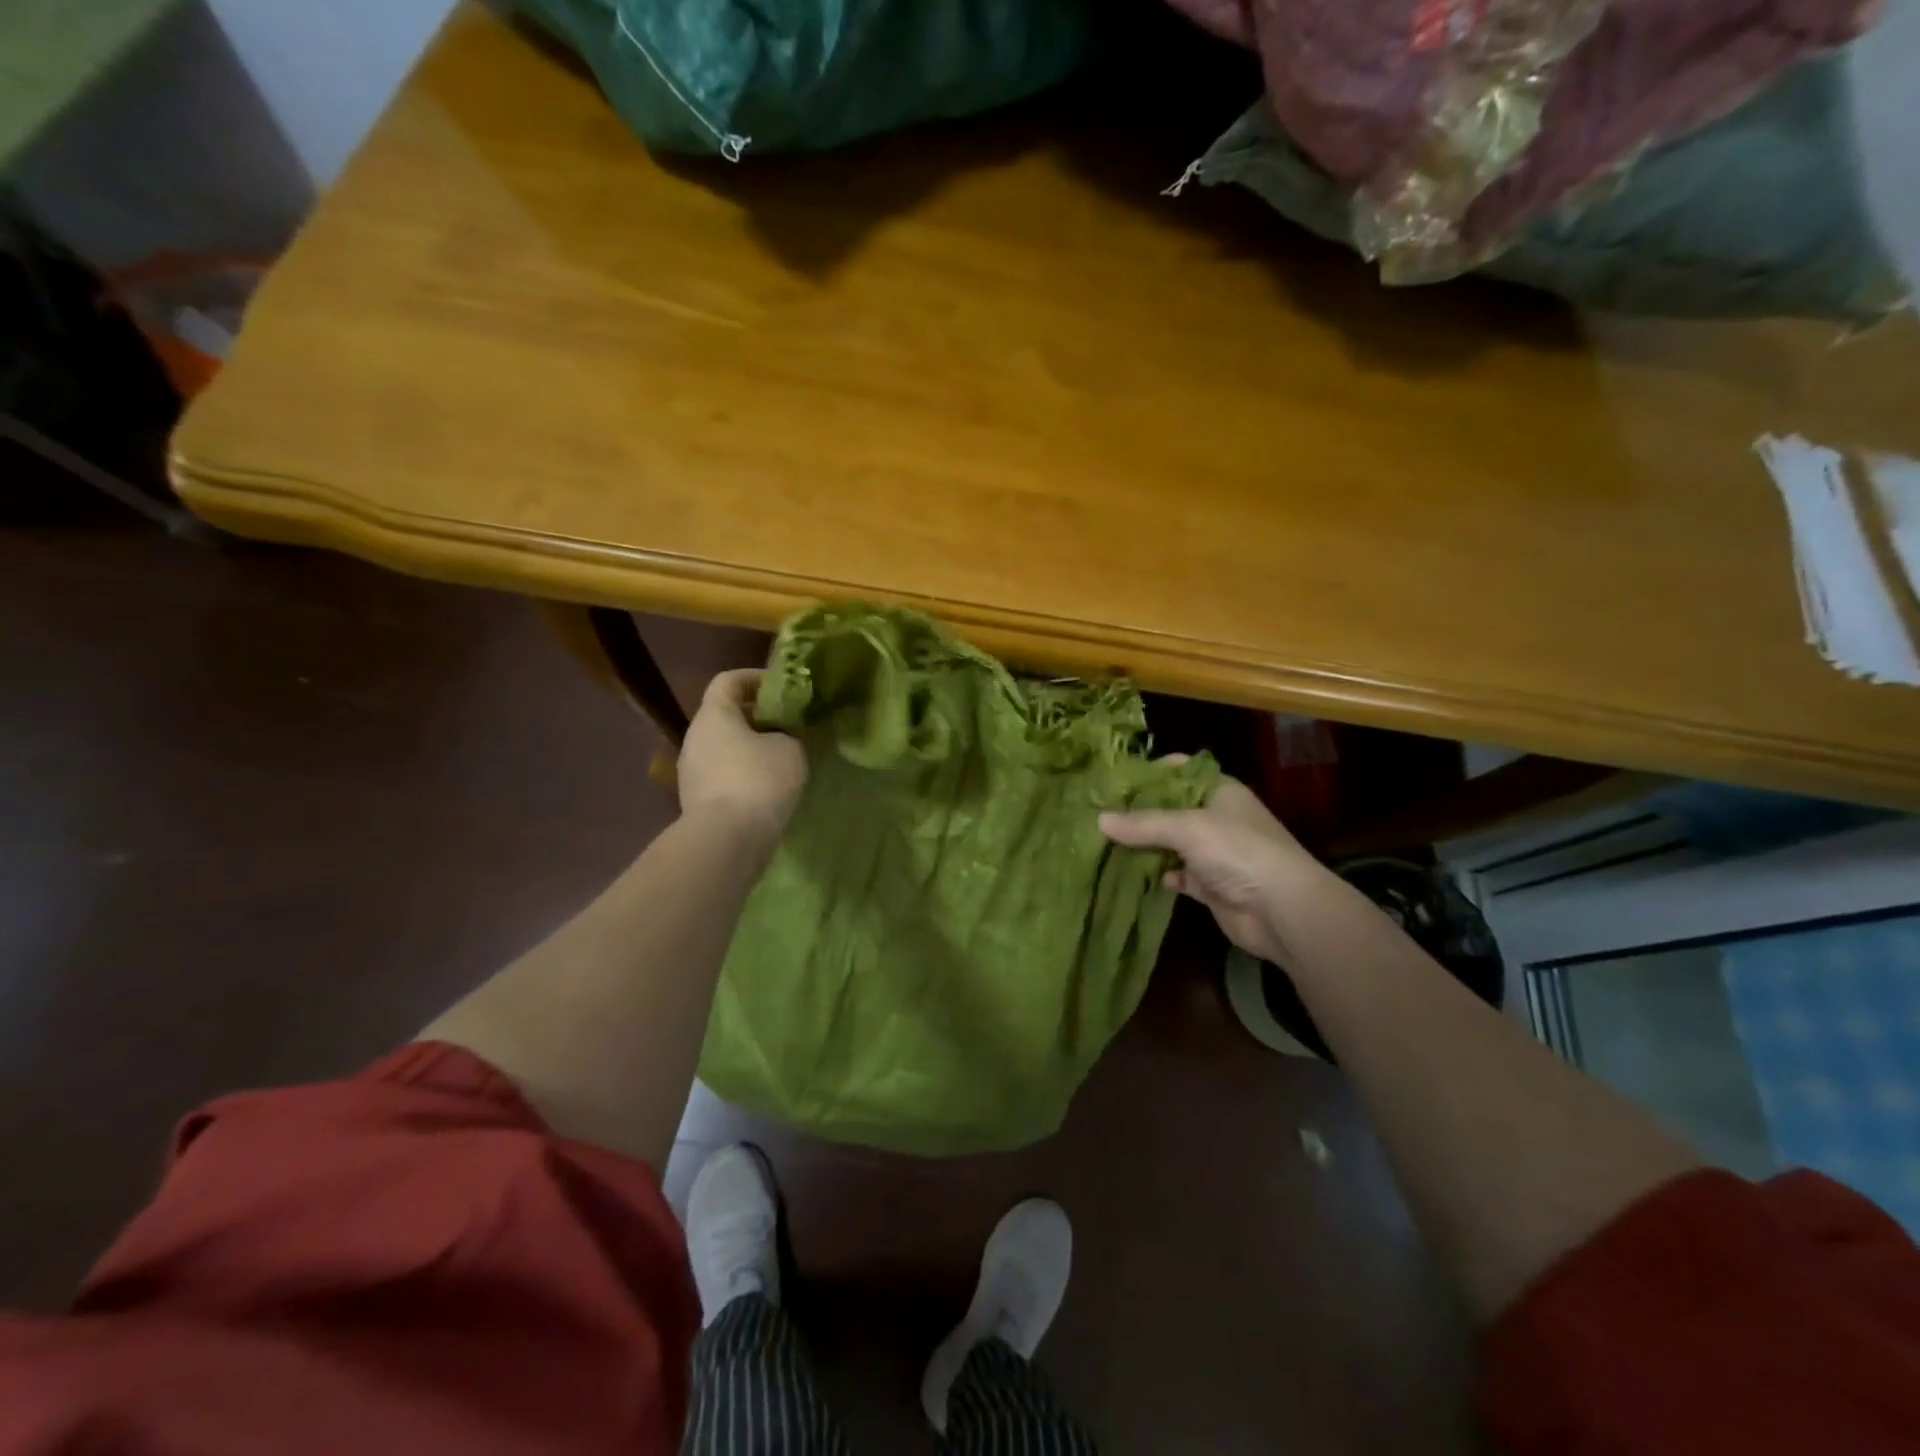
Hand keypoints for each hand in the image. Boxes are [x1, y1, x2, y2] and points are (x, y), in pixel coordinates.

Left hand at [678, 670, 806, 850]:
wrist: (728, 839)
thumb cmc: (759, 780)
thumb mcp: (790, 749)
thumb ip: (787, 734)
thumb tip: (782, 738)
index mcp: (713, 715)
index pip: (728, 680)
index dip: (755, 678)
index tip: (782, 688)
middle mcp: (695, 738)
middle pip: (725, 716)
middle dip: (757, 717)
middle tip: (789, 725)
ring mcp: (691, 772)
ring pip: (724, 748)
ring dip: (751, 748)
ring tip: (783, 758)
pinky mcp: (697, 801)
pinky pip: (724, 776)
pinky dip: (745, 775)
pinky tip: (769, 788)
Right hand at [1099, 772, 1328, 964]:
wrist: (1281, 910)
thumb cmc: (1237, 851)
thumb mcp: (1187, 828)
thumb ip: (1143, 824)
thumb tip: (1099, 820)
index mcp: (1219, 790)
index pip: (1180, 770)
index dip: (1150, 771)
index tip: (1114, 778)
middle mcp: (1216, 817)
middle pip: (1171, 808)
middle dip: (1139, 812)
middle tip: (1099, 813)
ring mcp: (1214, 853)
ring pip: (1171, 843)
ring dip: (1145, 846)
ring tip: (1106, 843)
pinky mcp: (1210, 885)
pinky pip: (1178, 874)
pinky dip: (1161, 875)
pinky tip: (1137, 876)